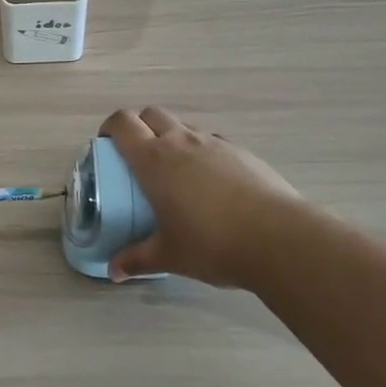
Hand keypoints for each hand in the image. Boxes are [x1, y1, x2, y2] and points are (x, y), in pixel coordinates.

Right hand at [101, 107, 306, 286]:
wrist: (279, 239)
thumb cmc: (211, 243)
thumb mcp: (168, 256)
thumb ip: (137, 260)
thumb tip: (113, 272)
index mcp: (154, 159)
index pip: (123, 123)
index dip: (110, 127)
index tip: (106, 145)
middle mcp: (181, 141)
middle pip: (152, 114)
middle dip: (140, 126)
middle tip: (137, 156)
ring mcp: (215, 143)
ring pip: (184, 126)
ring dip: (172, 138)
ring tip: (176, 173)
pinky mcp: (243, 153)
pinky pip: (213, 142)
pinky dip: (203, 153)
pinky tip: (212, 185)